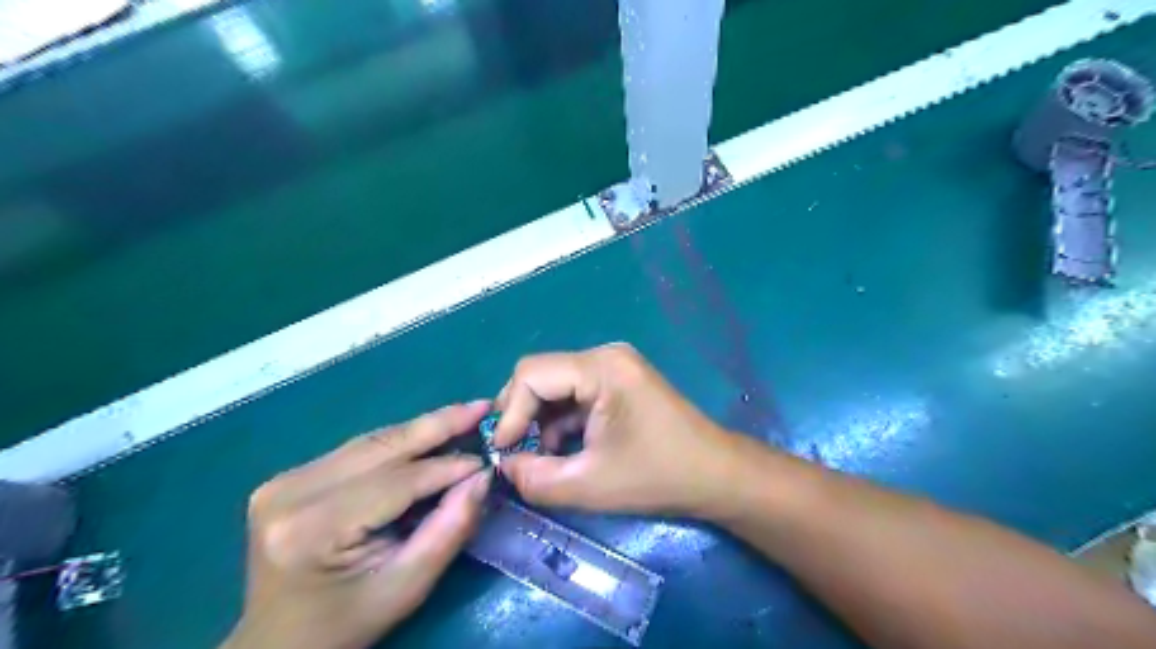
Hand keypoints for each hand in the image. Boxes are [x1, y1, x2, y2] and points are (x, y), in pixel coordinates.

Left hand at [221, 400, 491, 647]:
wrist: (279, 642)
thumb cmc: (347, 623)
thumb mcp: (408, 587)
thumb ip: (449, 529)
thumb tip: (482, 477)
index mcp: (314, 528)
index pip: (397, 481)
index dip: (447, 466)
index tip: (490, 456)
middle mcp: (292, 492)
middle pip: (382, 448)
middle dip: (438, 425)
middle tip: (480, 407)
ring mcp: (285, 480)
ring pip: (372, 441)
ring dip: (421, 429)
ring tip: (464, 415)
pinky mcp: (289, 477)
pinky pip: (359, 450)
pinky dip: (399, 443)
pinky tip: (428, 436)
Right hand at [493, 341, 744, 515]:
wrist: (715, 475)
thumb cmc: (658, 476)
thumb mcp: (589, 485)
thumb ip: (534, 478)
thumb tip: (502, 465)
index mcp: (601, 368)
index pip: (531, 374)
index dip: (510, 412)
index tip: (504, 452)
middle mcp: (604, 356)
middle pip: (541, 375)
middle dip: (523, 416)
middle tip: (516, 454)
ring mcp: (614, 366)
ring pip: (555, 386)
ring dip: (542, 422)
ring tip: (545, 458)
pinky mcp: (619, 381)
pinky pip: (574, 393)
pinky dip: (562, 421)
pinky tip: (568, 450)